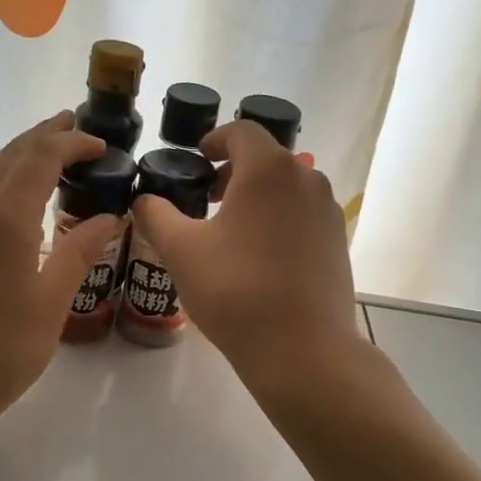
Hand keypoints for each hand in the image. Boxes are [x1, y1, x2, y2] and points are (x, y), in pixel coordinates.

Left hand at [0, 111, 121, 440]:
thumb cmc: (0, 348)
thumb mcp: (52, 301)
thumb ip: (80, 251)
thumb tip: (108, 217)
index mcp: (6, 216)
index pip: (42, 156)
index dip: (73, 142)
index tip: (103, 145)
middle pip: (13, 154)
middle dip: (47, 136)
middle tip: (80, 128)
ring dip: (27, 157)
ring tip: (59, 155)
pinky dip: (12, 182)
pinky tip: (29, 201)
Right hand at [130, 119, 362, 385]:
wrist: (302, 348)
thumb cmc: (236, 290)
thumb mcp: (181, 251)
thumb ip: (156, 216)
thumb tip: (142, 200)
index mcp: (269, 169)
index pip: (241, 132)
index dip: (214, 139)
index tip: (196, 158)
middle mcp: (306, 179)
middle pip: (266, 159)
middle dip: (233, 171)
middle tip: (206, 197)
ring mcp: (327, 212)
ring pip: (287, 188)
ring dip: (257, 196)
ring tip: (230, 229)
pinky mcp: (338, 242)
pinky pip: (303, 215)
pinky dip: (279, 219)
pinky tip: (259, 257)